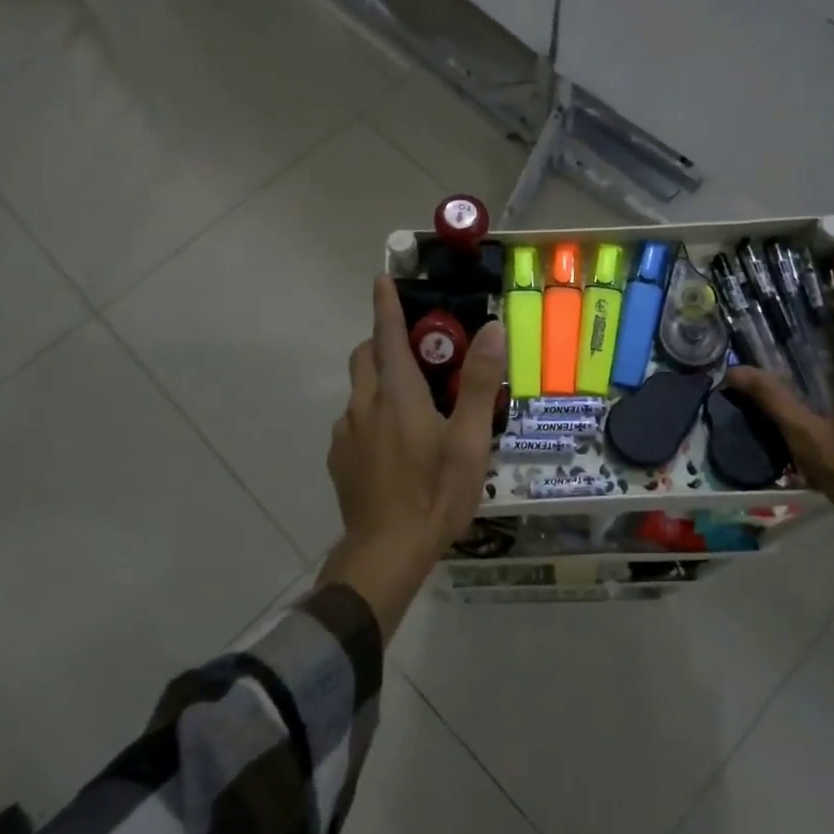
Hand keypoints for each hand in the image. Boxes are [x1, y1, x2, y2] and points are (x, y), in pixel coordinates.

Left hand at [320, 276, 505, 637]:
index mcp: (396, 395)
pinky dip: (371, 416)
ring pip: (359, 391)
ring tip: (413, 407)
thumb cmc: (435, 495)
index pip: (386, 335)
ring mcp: (346, 434)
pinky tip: (394, 446)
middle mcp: (364, 406)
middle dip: (383, 342)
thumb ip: (481, 383)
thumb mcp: (469, 441)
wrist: (385, 554)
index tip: (382, 278)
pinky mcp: (339, 459)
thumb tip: (493, 329)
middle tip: (418, 352)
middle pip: (365, 357)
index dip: (386, 304)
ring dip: (379, 383)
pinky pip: (354, 422)